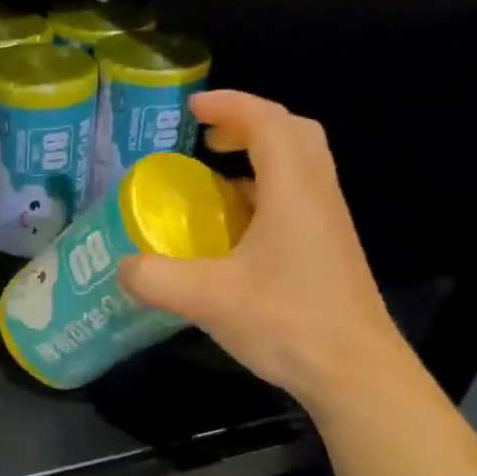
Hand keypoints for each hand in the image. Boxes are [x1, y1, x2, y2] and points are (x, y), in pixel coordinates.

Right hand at [119, 90, 406, 409]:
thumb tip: (123, 267)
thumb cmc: (286, 322)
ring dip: (261, 158)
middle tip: (208, 139)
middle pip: (293, 133)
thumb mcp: (208, 299)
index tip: (192, 109)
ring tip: (216, 179)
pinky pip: (299, 199)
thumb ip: (157, 279)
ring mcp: (329, 223)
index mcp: (293, 190)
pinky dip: (267, 193)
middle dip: (249, 124)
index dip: (230, 105)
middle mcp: (318, 195)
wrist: (353, 370)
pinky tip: (237, 230)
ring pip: (301, 166)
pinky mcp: (330, 250)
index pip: (267, 121)